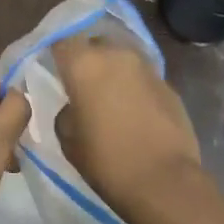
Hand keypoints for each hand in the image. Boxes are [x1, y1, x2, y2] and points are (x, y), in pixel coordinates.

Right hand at [52, 32, 205, 223]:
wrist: (165, 182)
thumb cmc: (107, 161)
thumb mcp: (68, 140)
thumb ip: (66, 112)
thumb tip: (74, 105)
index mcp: (84, 63)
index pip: (62, 41)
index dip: (57, 55)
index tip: (55, 72)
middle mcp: (115, 54)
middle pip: (95, 45)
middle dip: (88, 61)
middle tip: (83, 87)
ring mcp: (146, 67)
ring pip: (121, 59)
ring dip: (113, 72)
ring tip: (111, 100)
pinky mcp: (168, 84)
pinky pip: (143, 78)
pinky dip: (135, 88)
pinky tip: (135, 113)